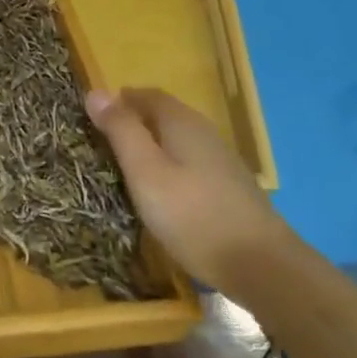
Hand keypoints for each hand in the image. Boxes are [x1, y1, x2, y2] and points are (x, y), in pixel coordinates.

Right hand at [86, 88, 281, 290]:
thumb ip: (121, 131)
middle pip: (166, 115)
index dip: (121, 99)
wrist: (261, 266)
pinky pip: (191, 163)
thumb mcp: (145, 172)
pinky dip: (171, 166)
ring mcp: (222, 161)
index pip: (148, 95)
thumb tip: (95, 91)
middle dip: (136, 121)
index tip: (95, 114)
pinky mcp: (230, 188)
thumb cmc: (193, 215)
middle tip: (105, 140)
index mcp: (182, 123)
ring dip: (154, 144)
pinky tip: (164, 191)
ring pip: (179, 141)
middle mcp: (205, 133)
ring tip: (128, 166)